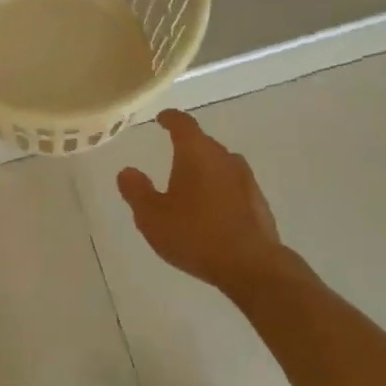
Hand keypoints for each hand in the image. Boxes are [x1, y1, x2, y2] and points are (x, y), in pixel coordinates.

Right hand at [118, 110, 290, 293]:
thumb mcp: (152, 216)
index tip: (162, 119)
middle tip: (170, 158)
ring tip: (190, 186)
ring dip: (205, 170)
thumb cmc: (195, 234)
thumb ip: (136, 191)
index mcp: (196, 152)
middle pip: (203, 143)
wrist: (251, 266)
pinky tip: (212, 211)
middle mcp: (224, 158)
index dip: (170, 119)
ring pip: (220, 165)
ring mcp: (246, 179)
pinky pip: (233, 186)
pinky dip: (220, 190)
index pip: (182, 124)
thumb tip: (127, 171)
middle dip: (187, 148)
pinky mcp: (259, 202)